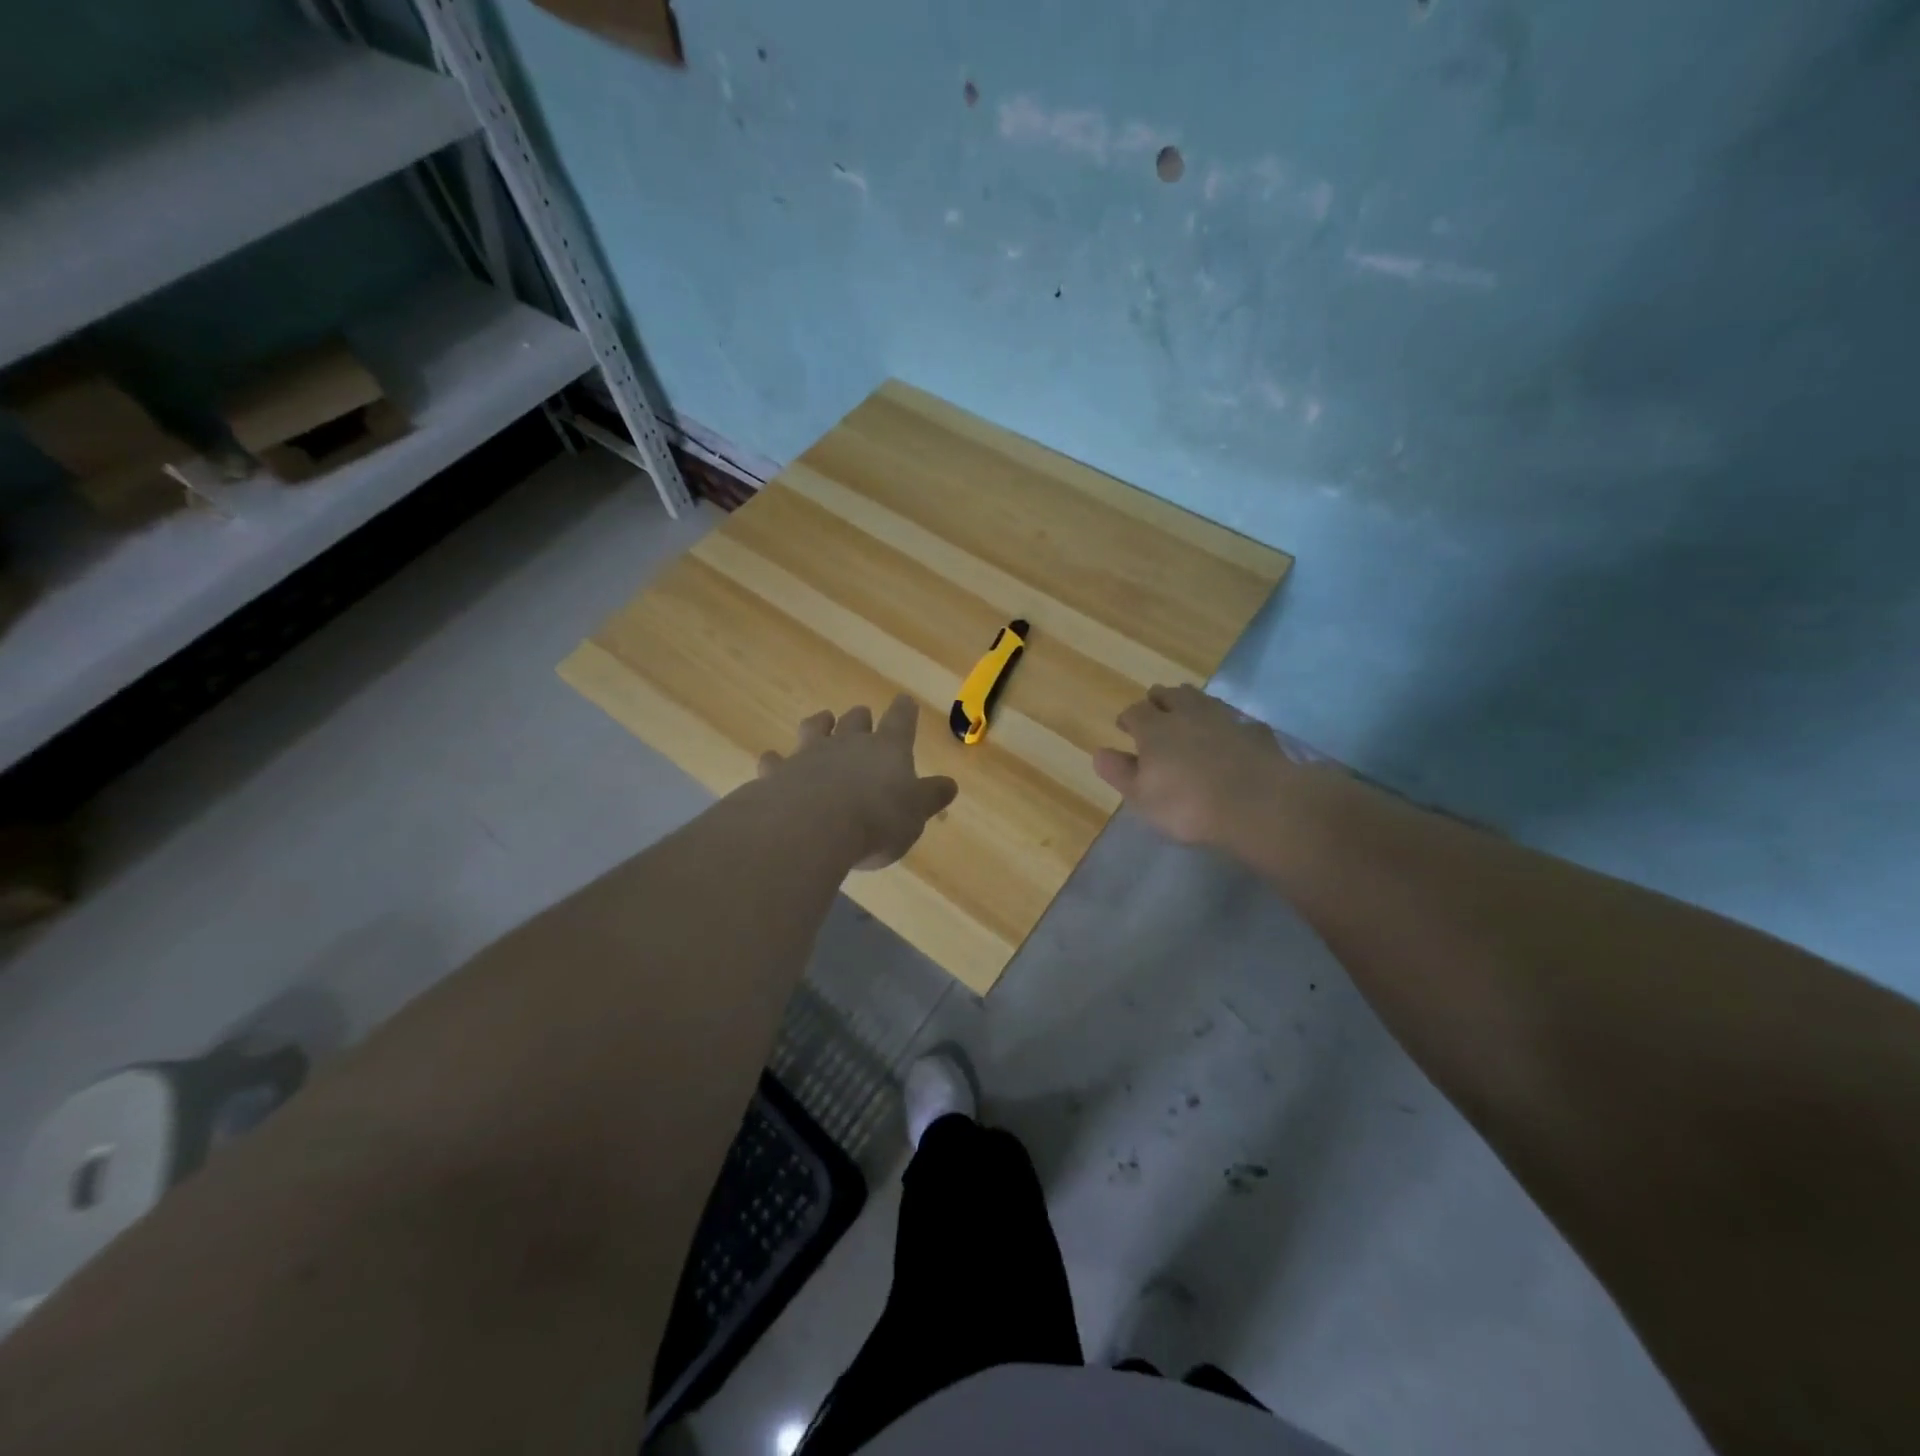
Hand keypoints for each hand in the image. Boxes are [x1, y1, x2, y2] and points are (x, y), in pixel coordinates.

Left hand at [758, 696, 959, 869]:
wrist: (814, 826)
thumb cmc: (877, 820)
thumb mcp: (915, 814)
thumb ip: (930, 797)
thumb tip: (950, 784)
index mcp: (888, 749)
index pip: (900, 721)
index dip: (904, 711)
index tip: (904, 701)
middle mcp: (848, 743)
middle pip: (855, 719)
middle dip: (860, 718)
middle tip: (862, 717)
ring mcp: (810, 754)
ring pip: (815, 728)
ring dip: (820, 724)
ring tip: (822, 722)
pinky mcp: (778, 773)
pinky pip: (775, 761)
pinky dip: (775, 761)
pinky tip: (772, 762)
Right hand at [1094, 684, 1290, 846]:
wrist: (1259, 804)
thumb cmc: (1188, 805)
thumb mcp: (1142, 797)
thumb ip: (1120, 773)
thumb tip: (1100, 752)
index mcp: (1154, 729)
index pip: (1135, 712)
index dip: (1128, 718)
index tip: (1124, 727)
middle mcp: (1187, 714)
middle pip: (1169, 695)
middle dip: (1158, 700)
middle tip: (1155, 712)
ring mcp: (1224, 718)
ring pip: (1202, 699)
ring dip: (1190, 703)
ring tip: (1188, 715)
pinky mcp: (1254, 730)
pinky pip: (1233, 718)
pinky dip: (1224, 723)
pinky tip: (1227, 735)